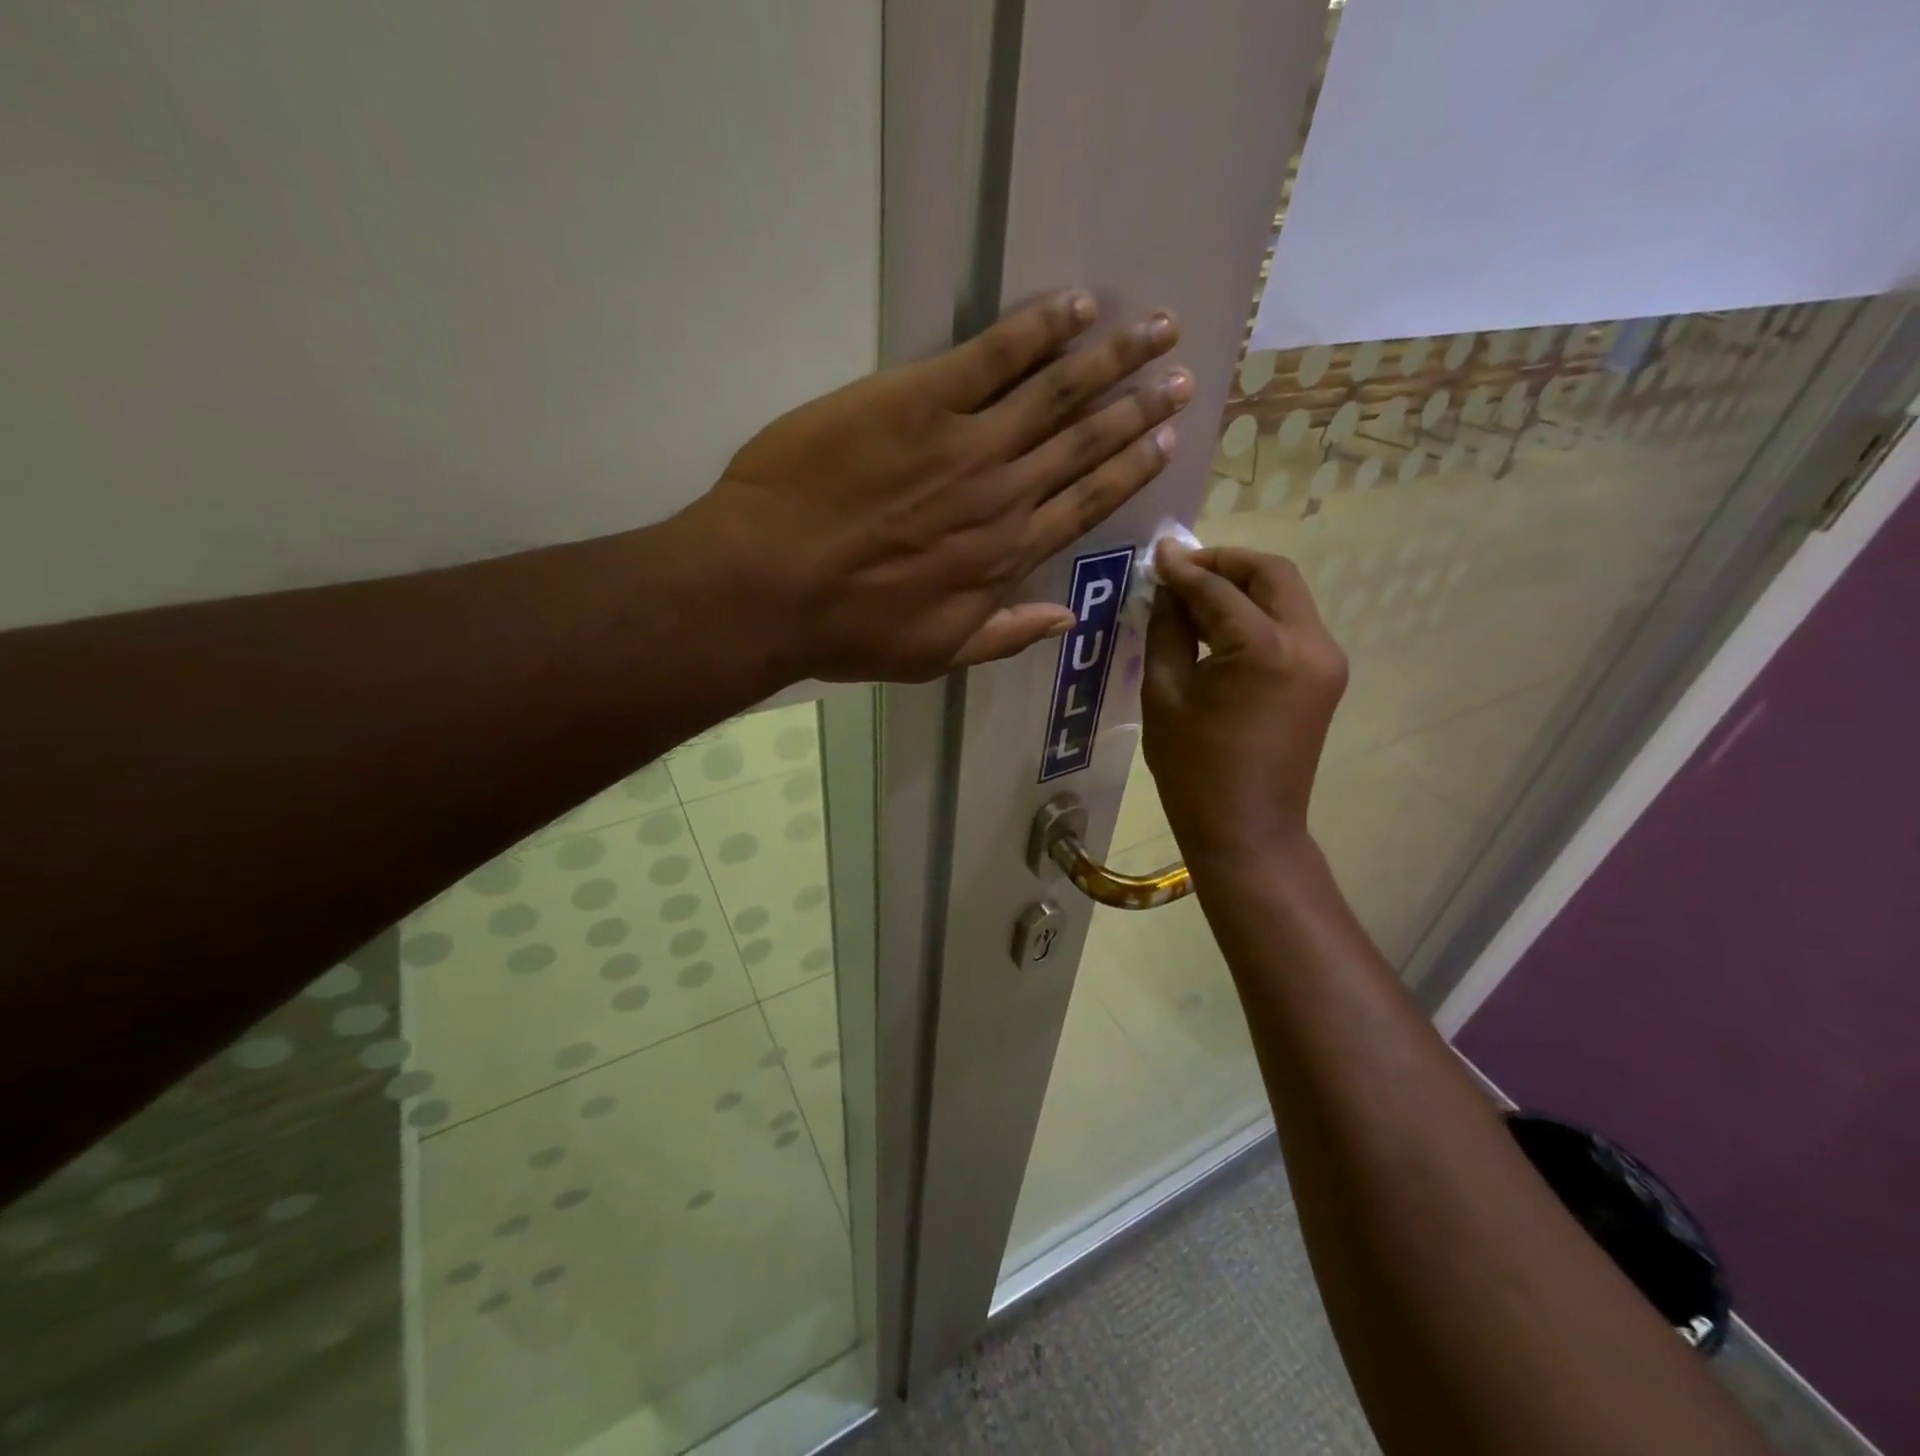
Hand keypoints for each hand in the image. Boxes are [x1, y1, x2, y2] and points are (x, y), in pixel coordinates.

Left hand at [681, 290, 1191, 682]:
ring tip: (1155, 327)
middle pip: (1085, 441)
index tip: (1167, 439)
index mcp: (1007, 556)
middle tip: (1179, 373)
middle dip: (1138, 407)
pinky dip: (1037, 328)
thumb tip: (1068, 619)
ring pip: (1057, 392)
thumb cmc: (849, 630)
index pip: (1087, 502)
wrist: (770, 587)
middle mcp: (1004, 495)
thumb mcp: (936, 656)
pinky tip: (1073, 306)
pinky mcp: (919, 399)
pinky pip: (993, 355)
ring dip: (1110, 357)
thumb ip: (1006, 635)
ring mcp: (966, 443)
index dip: (1131, 468)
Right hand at [1141, 546, 1348, 861]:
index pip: (1220, 589)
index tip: (1157, 556)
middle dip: (1225, 563)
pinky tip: (1220, 626)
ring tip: (1195, 596)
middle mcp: (1309, 643)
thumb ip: (1168, 630)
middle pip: (1272, 574)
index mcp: (1265, 650)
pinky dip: (1256, 614)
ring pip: (1286, 595)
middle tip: (1182, 568)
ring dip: (1243, 586)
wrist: (1247, 830)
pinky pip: (1290, 625)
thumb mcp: (1164, 694)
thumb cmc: (1194, 770)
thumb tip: (1168, 589)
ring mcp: (1326, 661)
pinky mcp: (1325, 677)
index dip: (1185, 568)